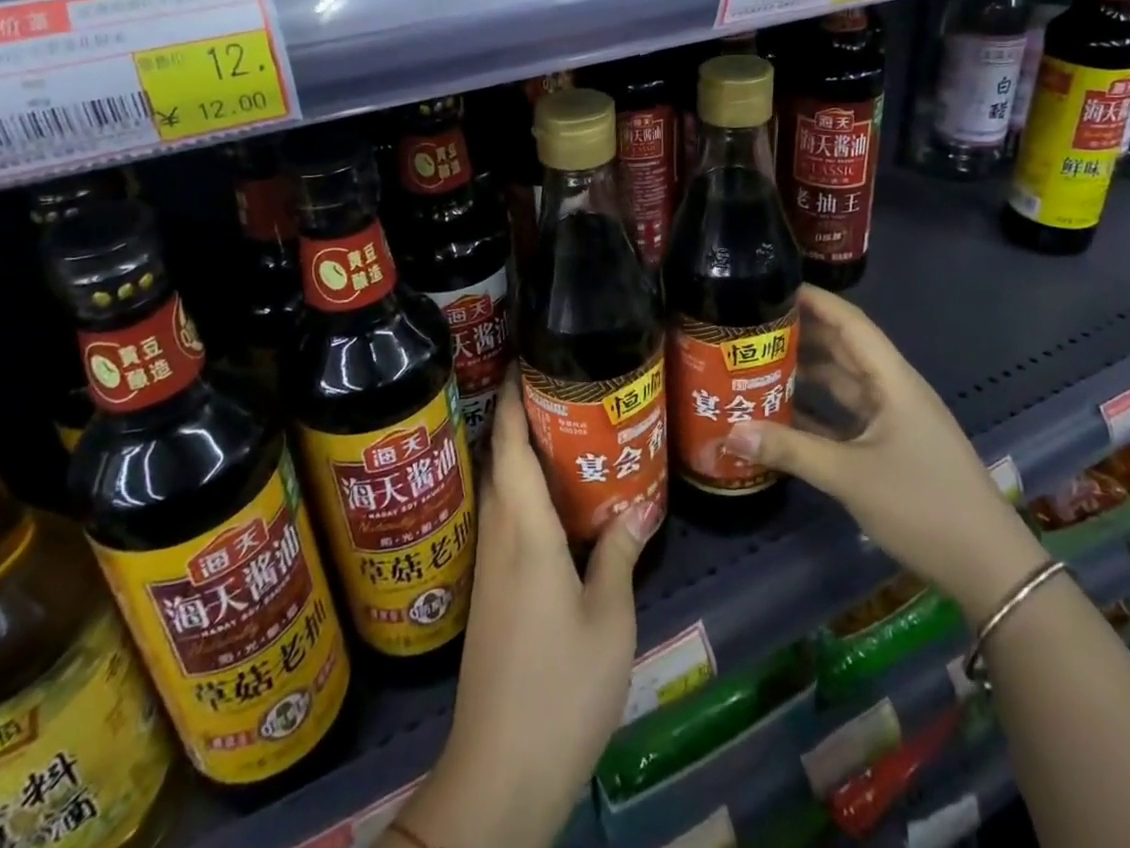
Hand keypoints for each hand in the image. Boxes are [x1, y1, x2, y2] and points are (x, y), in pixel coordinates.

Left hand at [391, 375, 658, 847]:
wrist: (501, 769)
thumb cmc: (561, 685)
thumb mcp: (608, 618)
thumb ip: (618, 554)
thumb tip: (639, 507)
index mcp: (525, 530)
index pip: (511, 446)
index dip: (514, 399)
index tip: (525, 362)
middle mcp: (499, 537)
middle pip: (501, 460)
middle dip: (520, 419)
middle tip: (561, 390)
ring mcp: (490, 567)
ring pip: (501, 491)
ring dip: (521, 456)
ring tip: (564, 434)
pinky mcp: (491, 594)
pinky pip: (505, 521)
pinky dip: (525, 495)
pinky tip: (556, 507)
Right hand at [722, 285, 1047, 625]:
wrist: (989, 569)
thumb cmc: (924, 505)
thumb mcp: (850, 476)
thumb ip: (790, 450)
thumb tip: (730, 433)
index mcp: (893, 381)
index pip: (851, 323)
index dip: (815, 300)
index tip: (774, 285)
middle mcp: (893, 391)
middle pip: (843, 348)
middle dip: (802, 333)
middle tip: (753, 324)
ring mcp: (893, 420)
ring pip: (842, 383)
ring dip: (806, 372)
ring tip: (757, 362)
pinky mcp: (890, 447)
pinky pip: (845, 416)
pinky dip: (815, 411)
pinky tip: (780, 413)